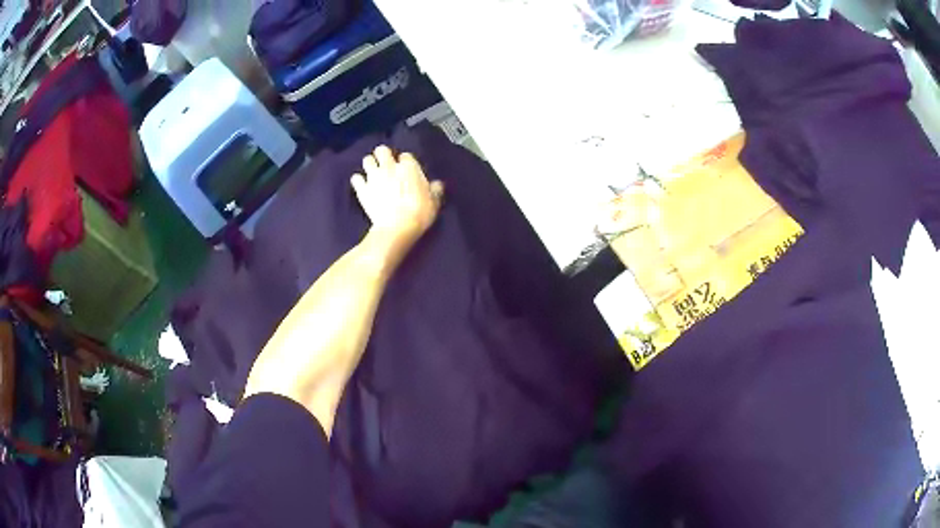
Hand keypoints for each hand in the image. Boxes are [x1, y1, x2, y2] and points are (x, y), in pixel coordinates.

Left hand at [352, 146, 443, 255]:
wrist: (397, 228)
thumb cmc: (419, 214)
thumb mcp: (434, 202)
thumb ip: (434, 190)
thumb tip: (437, 184)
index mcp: (409, 167)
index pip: (406, 155)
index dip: (406, 162)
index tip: (407, 171)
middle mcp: (389, 166)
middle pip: (382, 150)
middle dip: (383, 155)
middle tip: (386, 166)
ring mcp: (374, 177)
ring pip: (367, 159)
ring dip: (370, 165)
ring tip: (374, 173)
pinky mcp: (362, 189)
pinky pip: (356, 178)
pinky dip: (358, 181)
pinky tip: (362, 186)